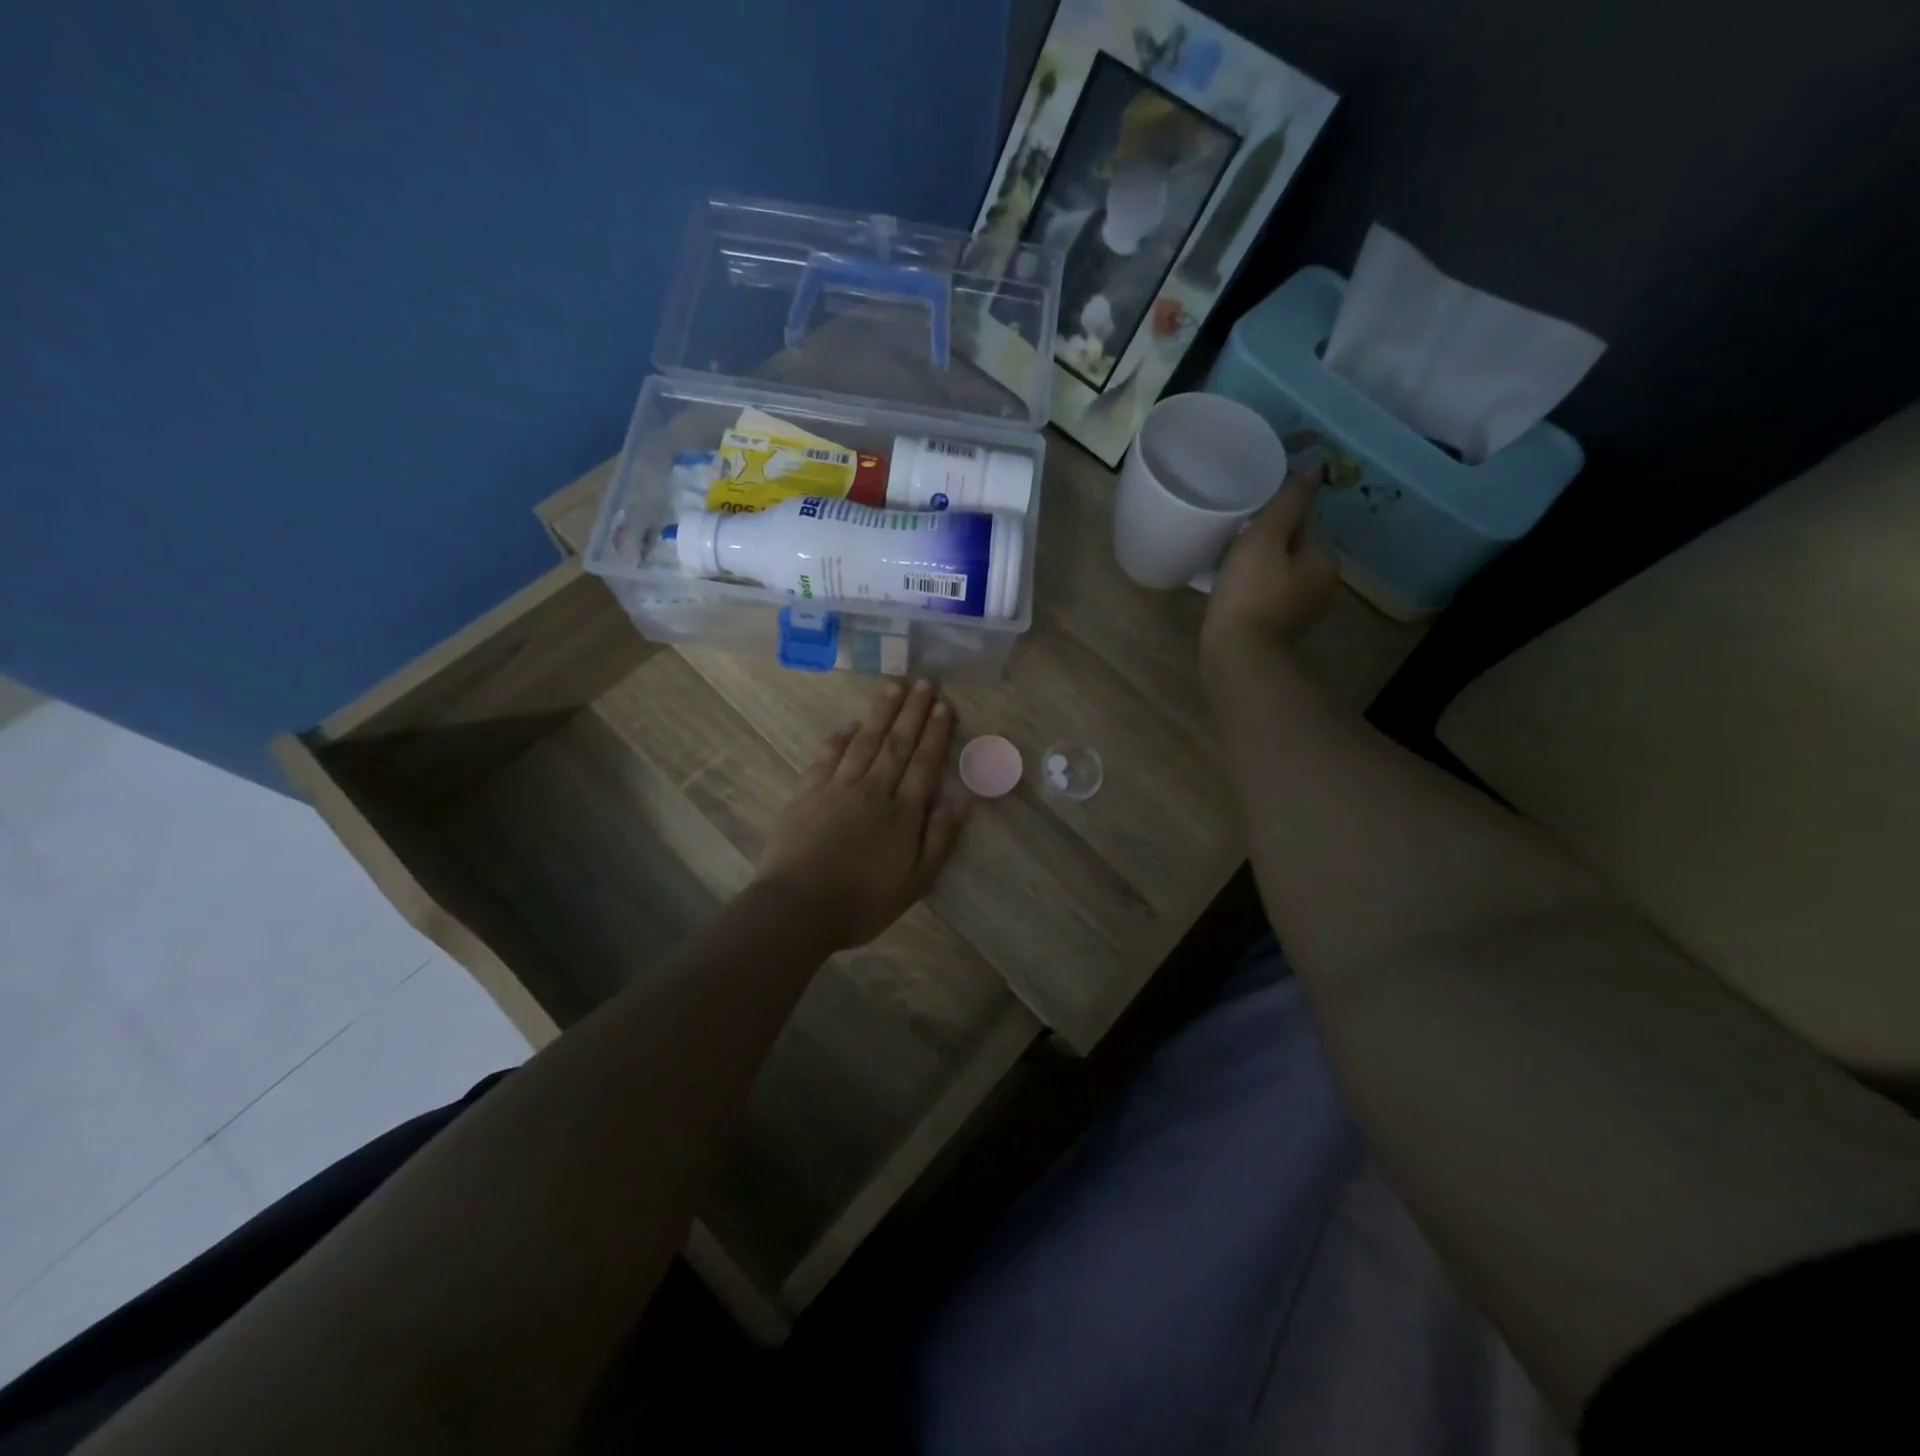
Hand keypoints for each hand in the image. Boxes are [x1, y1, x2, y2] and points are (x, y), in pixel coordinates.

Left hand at [754, 680, 971, 949]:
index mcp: (902, 814)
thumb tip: (963, 799)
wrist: (797, 909)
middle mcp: (873, 791)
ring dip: (880, 714)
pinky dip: (840, 739)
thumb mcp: (915, 882)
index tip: (943, 707)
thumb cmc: (862, 902)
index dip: (935, 735)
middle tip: (924, 683)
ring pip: (864, 742)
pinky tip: (849, 725)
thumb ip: (940, 838)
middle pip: (896, 744)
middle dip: (912, 713)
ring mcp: (837, 788)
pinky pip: (827, 757)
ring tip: (893, 688)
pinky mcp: (807, 793)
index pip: (923, 764)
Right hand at [1201, 474, 1337, 662]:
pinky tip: (1228, 591)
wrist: (1237, 655)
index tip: (1245, 518)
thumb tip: (1315, 466)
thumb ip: (1289, 501)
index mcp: (1324, 558)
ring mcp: (1301, 610)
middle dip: (1265, 541)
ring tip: (1225, 562)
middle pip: (1291, 547)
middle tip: (1230, 538)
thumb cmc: (1250, 592)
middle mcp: (1322, 584)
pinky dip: (1251, 589)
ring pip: (1278, 572)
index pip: (1303, 521)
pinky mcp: (1279, 629)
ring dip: (1256, 565)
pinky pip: (1266, 595)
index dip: (1273, 515)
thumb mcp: (1266, 537)